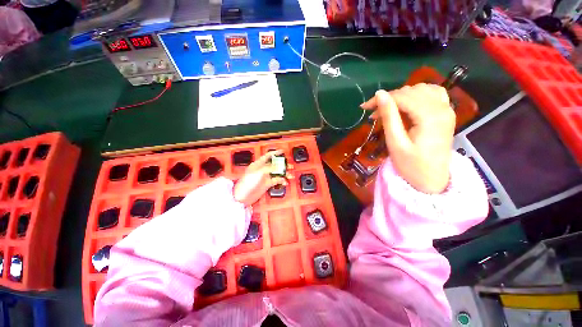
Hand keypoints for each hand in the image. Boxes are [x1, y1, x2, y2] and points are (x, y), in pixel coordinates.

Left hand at [234, 150, 292, 205]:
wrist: (243, 196)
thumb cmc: (247, 182)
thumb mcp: (258, 172)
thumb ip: (269, 168)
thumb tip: (278, 166)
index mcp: (259, 164)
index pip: (268, 155)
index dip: (275, 153)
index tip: (282, 151)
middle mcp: (263, 169)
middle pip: (275, 164)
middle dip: (283, 164)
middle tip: (290, 166)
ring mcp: (265, 176)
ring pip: (277, 173)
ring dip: (284, 174)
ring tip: (290, 175)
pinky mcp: (267, 183)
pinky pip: (277, 180)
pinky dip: (281, 181)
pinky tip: (285, 182)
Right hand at [361, 84, 454, 193]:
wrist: (432, 181)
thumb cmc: (411, 166)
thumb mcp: (396, 142)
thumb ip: (389, 116)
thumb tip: (379, 94)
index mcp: (430, 116)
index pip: (402, 97)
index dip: (381, 99)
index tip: (364, 107)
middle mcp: (442, 108)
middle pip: (411, 91)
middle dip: (389, 99)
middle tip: (373, 114)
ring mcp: (447, 110)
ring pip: (421, 90)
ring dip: (401, 97)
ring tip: (388, 111)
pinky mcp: (446, 114)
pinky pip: (433, 94)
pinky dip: (417, 95)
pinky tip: (407, 105)